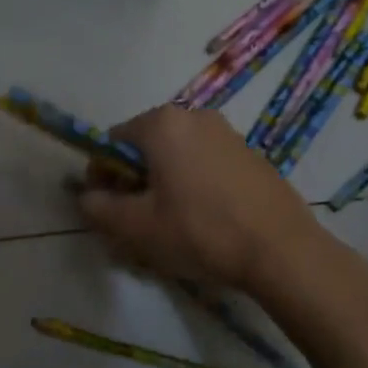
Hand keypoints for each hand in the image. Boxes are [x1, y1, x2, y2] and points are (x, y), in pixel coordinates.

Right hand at [78, 105, 317, 292]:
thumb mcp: (136, 227)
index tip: (109, 207)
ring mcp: (227, 132)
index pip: (112, 141)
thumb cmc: (200, 232)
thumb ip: (99, 207)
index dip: (103, 175)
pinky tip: (204, 219)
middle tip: (138, 220)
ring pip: (177, 155)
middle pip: (146, 146)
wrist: (281, 250)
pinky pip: (205, 163)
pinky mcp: (250, 153)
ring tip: (171, 224)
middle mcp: (194, 116)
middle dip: (134, 180)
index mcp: (162, 124)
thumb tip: (86, 196)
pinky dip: (194, 183)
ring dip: (164, 183)